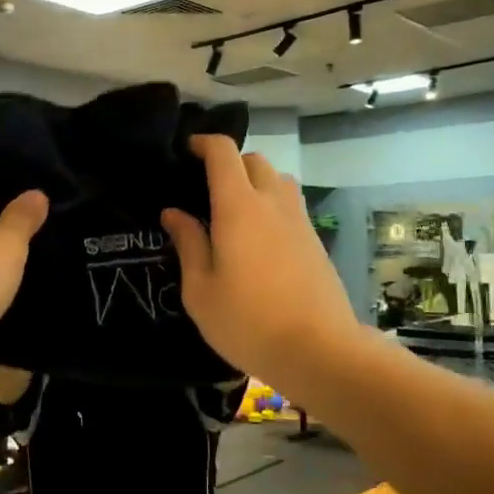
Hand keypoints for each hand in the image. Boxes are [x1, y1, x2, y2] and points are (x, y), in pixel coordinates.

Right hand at [160, 135, 360, 383]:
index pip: (224, 153)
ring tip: (235, 211)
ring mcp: (299, 220)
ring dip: (255, 182)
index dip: (204, 143)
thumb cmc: (248, 322)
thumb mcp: (201, 290)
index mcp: (239, 207)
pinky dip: (272, 205)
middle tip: (206, 189)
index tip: (186, 151)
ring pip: (278, 180)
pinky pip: (291, 205)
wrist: (319, 350)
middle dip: (229, 163)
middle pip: (254, 160)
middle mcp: (272, 202)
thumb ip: (188, 244)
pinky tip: (259, 238)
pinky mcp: (316, 240)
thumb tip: (174, 213)